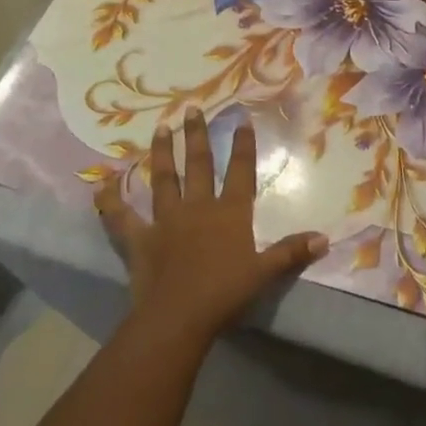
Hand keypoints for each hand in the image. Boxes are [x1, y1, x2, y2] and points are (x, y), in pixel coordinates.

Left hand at [96, 108, 327, 344]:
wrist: (179, 316)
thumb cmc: (225, 293)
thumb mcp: (265, 273)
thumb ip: (291, 252)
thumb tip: (324, 238)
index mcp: (229, 213)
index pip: (240, 172)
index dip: (242, 146)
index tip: (241, 119)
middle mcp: (197, 207)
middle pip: (199, 165)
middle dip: (197, 136)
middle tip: (191, 109)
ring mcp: (166, 220)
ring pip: (164, 179)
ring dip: (163, 153)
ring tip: (160, 128)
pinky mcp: (140, 238)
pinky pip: (121, 216)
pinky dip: (110, 200)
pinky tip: (101, 183)